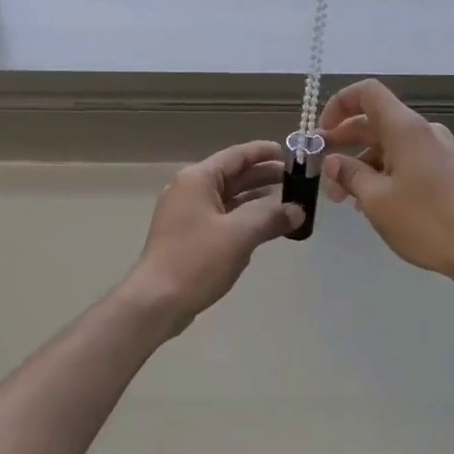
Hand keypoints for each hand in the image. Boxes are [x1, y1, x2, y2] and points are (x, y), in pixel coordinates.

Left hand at [124, 140, 303, 330]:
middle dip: (264, 177)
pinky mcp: (188, 237)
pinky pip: (222, 218)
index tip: (290, 154)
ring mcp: (186, 214)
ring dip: (256, 200)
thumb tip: (297, 210)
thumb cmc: (197, 260)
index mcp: (197, 179)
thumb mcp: (240, 234)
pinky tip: (264, 227)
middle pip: (233, 176)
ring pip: (228, 199)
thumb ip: (271, 217)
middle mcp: (190, 190)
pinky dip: (243, 219)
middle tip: (297, 181)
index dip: (263, 153)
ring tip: (288, 203)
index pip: (236, 156)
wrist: (157, 300)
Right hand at [318, 79, 453, 282]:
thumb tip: (332, 161)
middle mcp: (422, 131)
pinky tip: (369, 201)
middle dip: (343, 141)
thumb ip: (349, 174)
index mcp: (405, 128)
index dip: (338, 105)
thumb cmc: (423, 220)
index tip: (321, 134)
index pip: (366, 93)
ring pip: (388, 144)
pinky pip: (404, 159)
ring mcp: (436, 150)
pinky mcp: (444, 170)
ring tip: (341, 197)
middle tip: (320, 166)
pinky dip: (381, 172)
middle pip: (374, 120)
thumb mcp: (375, 199)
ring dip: (360, 163)